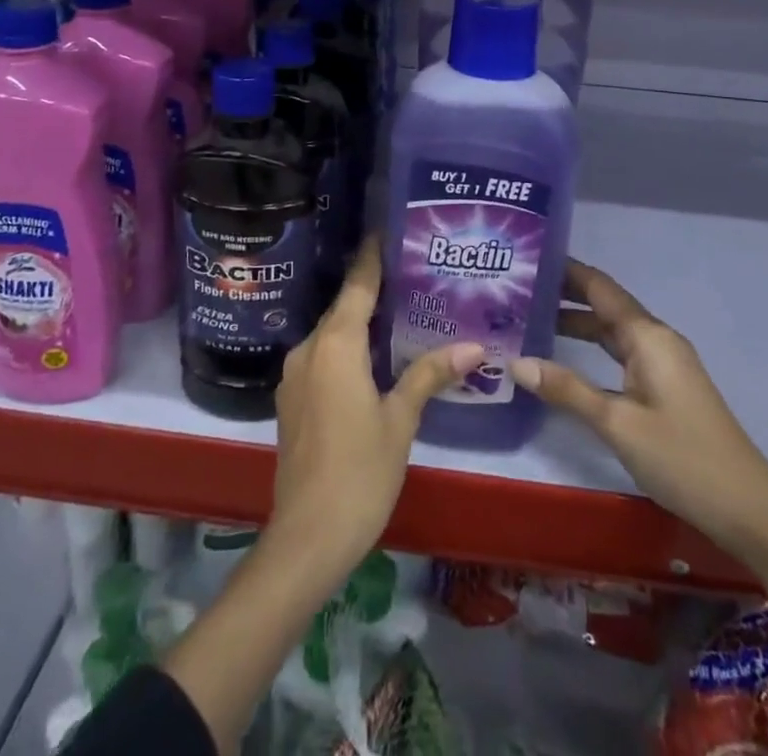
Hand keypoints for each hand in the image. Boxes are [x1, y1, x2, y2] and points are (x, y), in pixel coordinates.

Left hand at [268, 237, 482, 591]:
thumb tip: (475, 346)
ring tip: (402, 311)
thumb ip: (429, 375)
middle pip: (344, 306)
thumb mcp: (400, 420)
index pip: (358, 284)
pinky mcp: (292, 398)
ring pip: (333, 333)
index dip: (374, 256)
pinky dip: (348, 348)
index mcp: (335, 344)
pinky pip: (323, 356)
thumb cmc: (360, 472)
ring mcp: (295, 375)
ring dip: (361, 321)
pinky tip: (374, 356)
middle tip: (414, 274)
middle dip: (375, 289)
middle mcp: (309, 348)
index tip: (391, 230)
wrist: (306, 537)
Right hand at [513, 258, 767, 588]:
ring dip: (576, 322)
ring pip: (613, 330)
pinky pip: (622, 353)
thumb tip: (516, 361)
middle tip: (516, 290)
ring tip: (530, 319)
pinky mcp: (666, 387)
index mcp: (648, 336)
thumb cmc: (682, 458)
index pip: (600, 287)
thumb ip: (567, 390)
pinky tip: (567, 358)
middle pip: (605, 305)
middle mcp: (657, 340)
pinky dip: (592, 348)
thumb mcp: (617, 424)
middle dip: (564, 295)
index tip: (527, 259)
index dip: (565, 270)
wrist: (749, 509)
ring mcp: (664, 364)